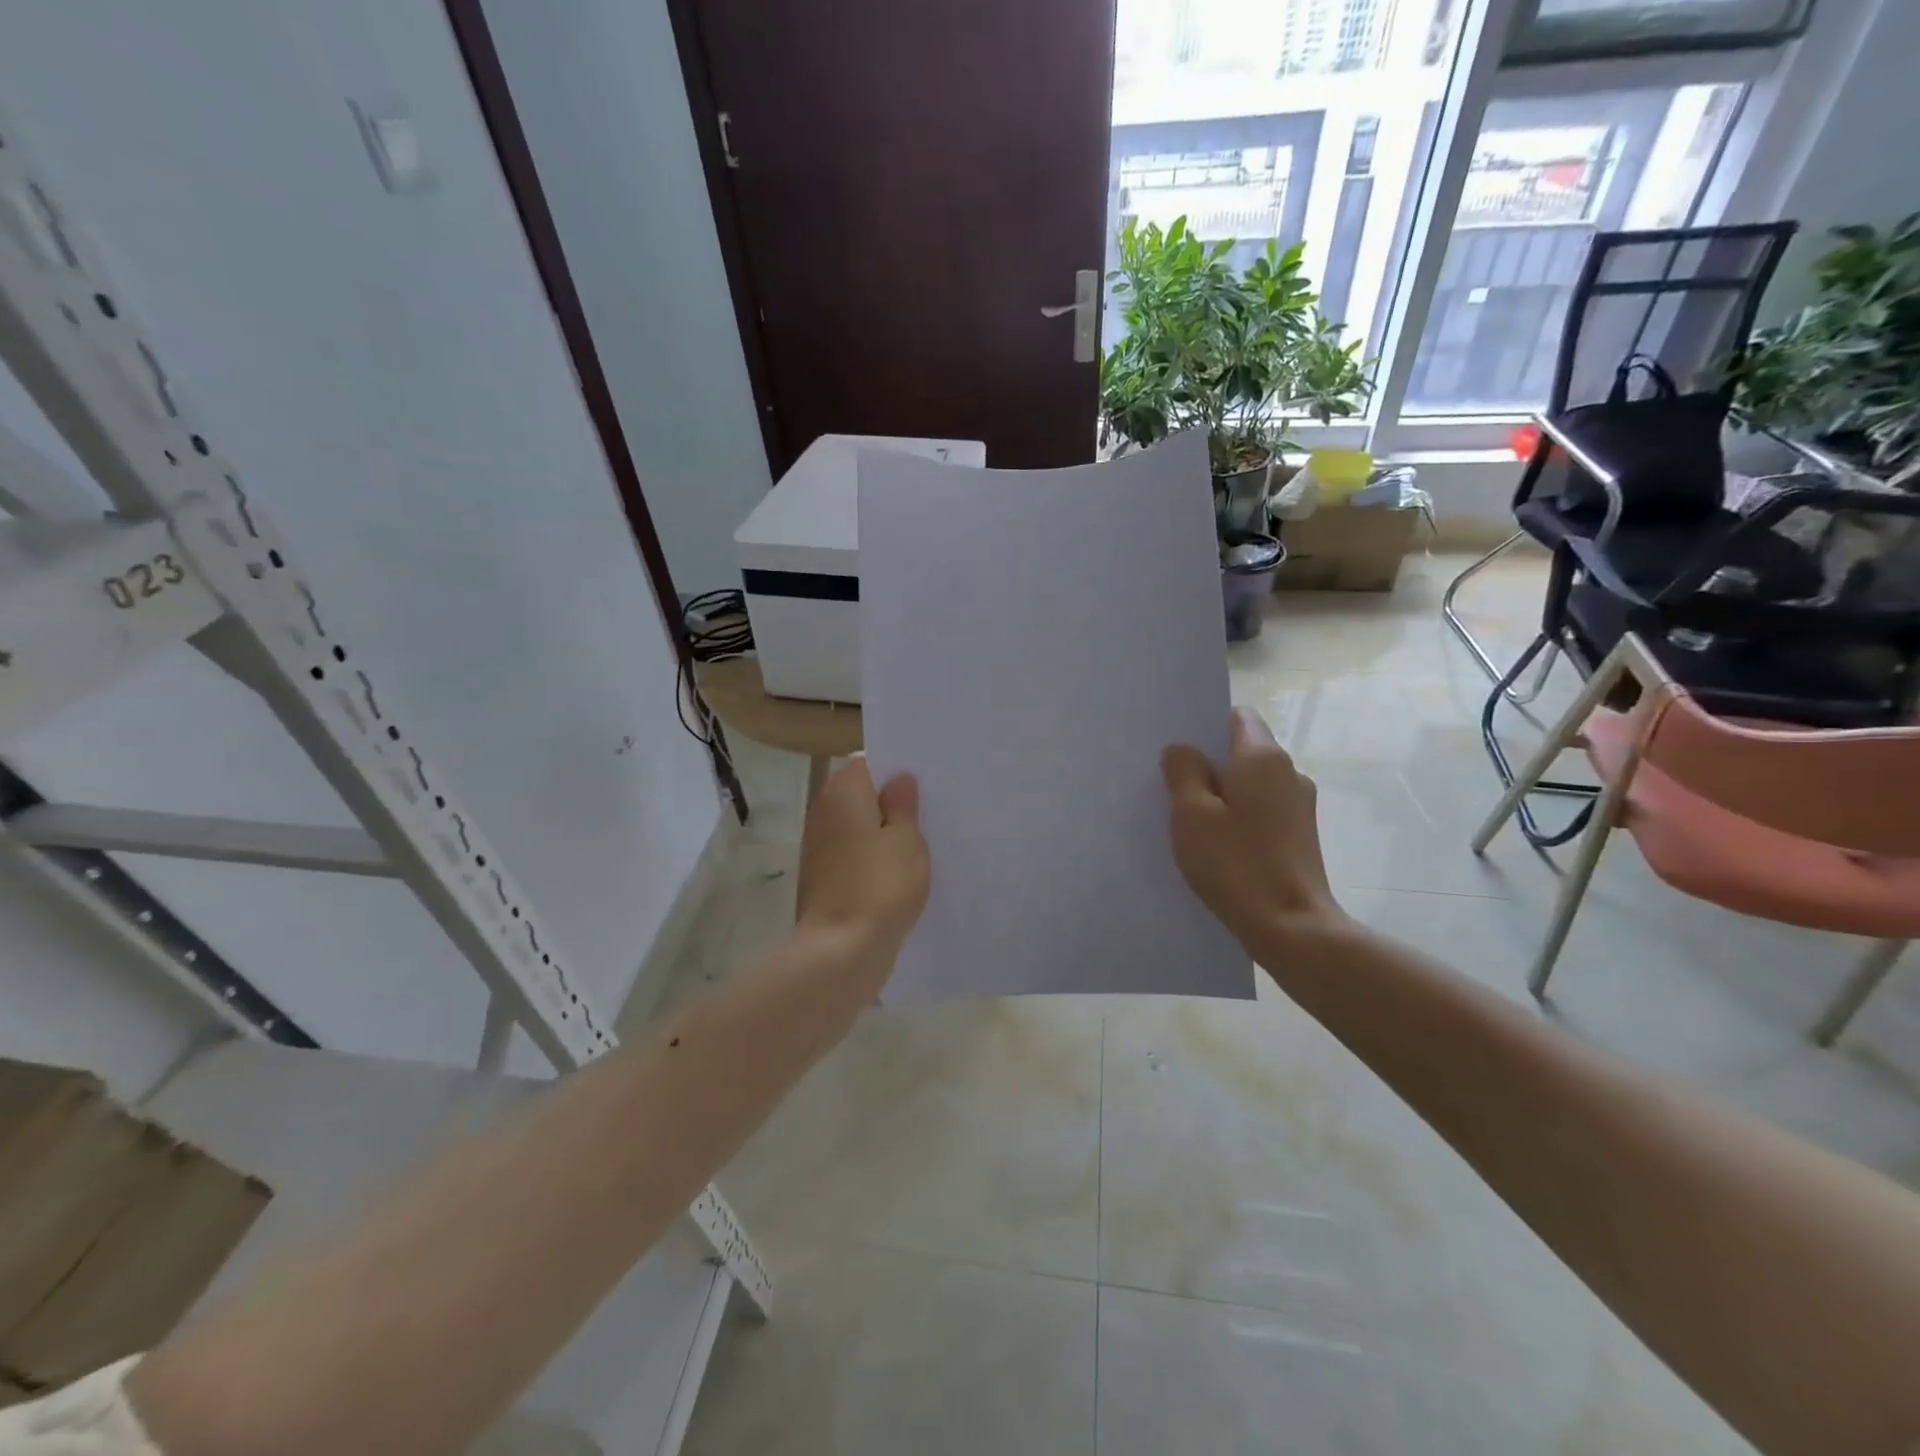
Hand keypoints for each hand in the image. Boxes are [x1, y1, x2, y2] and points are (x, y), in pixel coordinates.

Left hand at [796, 758, 930, 963]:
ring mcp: (819, 846)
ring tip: (921, 841)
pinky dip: (872, 856)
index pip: (868, 762)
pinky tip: (900, 871)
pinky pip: (853, 853)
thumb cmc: (880, 885)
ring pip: (857, 825)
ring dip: (883, 831)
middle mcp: (823, 811)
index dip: (896, 769)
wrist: (840, 951)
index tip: (925, 782)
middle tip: (931, 810)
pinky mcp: (822, 876)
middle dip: (891, 801)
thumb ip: (903, 805)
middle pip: (861, 794)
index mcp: (843, 791)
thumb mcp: (906, 840)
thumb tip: (898, 780)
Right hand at [1162, 708, 1349, 950]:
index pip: (1237, 716)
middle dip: (1209, 763)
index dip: (1206, 726)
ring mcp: (1299, 807)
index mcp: (1263, 758)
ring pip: (1252, 784)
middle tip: (1171, 784)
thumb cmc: (1236, 864)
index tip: (1178, 747)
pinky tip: (1217, 844)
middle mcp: (1289, 773)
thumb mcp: (1192, 815)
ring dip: (1223, 794)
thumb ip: (1183, 773)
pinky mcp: (1300, 836)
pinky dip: (1239, 818)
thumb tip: (1183, 751)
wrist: (1292, 927)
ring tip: (1190, 819)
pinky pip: (1262, 811)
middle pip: (1243, 751)